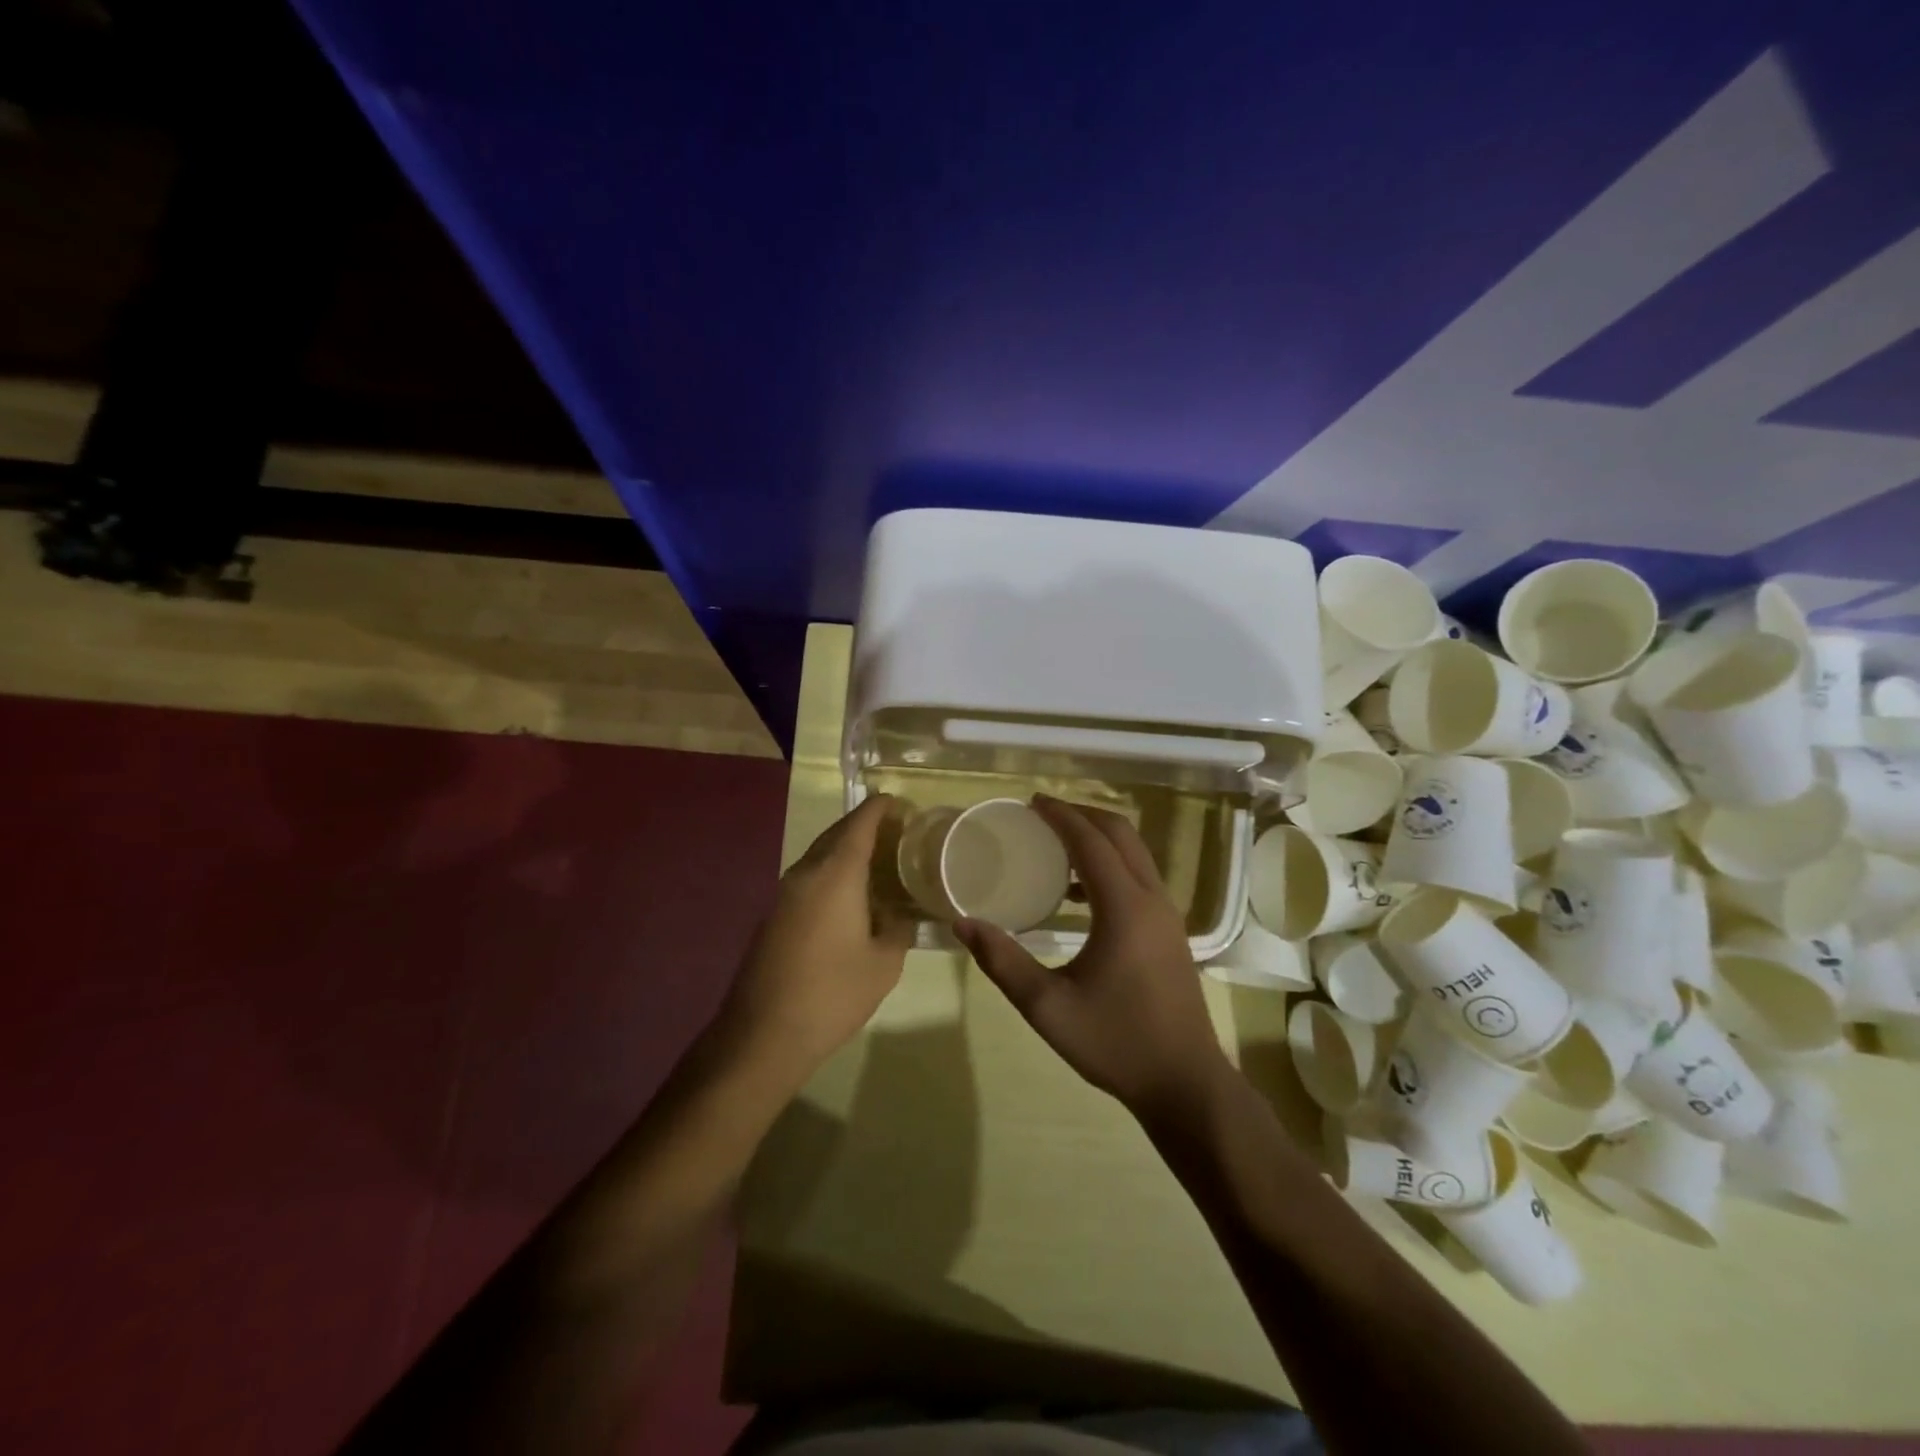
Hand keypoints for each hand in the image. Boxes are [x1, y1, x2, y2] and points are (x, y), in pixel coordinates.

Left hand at [718, 795, 914, 1087]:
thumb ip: (898, 929)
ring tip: (878, 862)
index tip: (901, 803)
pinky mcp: (774, 915)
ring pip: (820, 856)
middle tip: (897, 833)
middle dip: (865, 826)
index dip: (881, 808)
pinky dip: (832, 874)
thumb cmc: (833, 993)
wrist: (763, 1034)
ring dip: (847, 851)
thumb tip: (900, 915)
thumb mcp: (884, 963)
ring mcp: (784, 893)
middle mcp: (806, 873)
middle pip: (837, 834)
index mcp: (836, 874)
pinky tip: (850, 897)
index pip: (860, 823)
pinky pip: (809, 879)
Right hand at [956, 796, 1231, 1121]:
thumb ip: (1002, 961)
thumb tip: (962, 924)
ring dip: (1099, 838)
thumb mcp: (1047, 1007)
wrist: (1184, 1083)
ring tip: (1055, 844)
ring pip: (1135, 854)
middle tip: (1042, 813)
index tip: (1030, 802)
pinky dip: (1111, 864)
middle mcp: (1151, 899)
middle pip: (1120, 834)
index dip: (1060, 815)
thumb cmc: (1116, 1043)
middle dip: (1082, 815)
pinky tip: (1078, 893)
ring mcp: (1167, 915)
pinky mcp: (1170, 931)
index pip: (1091, 842)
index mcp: (1124, 908)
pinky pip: (1140, 877)